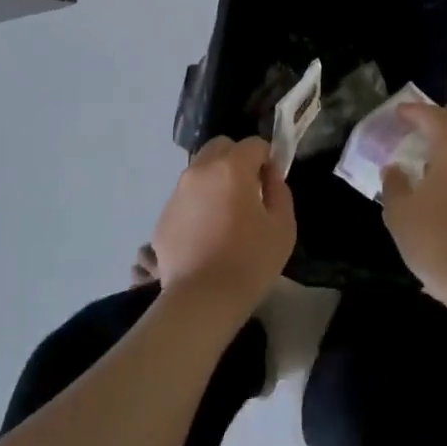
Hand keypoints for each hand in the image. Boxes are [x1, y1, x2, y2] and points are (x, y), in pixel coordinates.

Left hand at [151, 137, 295, 318]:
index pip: (254, 144)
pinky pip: (185, 199)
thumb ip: (279, 190)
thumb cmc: (250, 262)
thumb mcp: (283, 226)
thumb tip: (270, 176)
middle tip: (247, 191)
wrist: (202, 301)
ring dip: (215, 182)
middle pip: (220, 147)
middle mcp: (200, 171)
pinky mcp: (163, 217)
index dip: (267, 159)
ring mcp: (177, 193)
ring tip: (224, 217)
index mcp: (232, 168)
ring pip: (200, 171)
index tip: (270, 184)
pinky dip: (197, 206)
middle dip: (236, 160)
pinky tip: (205, 237)